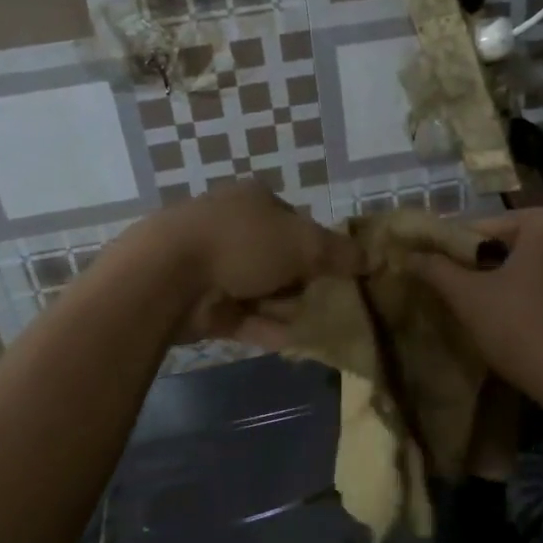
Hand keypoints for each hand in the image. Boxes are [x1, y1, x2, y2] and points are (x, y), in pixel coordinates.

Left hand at [126, 182, 364, 349]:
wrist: (168, 275)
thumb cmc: (243, 243)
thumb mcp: (304, 243)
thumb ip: (339, 253)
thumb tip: (373, 258)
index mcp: (254, 199)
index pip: (296, 221)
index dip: (318, 245)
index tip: (337, 271)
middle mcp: (233, 226)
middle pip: (278, 257)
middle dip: (302, 281)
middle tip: (330, 302)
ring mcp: (213, 265)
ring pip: (261, 289)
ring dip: (287, 307)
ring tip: (320, 327)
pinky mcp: (201, 302)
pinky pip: (243, 316)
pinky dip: (267, 327)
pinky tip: (294, 343)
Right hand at [408, 207, 542, 418]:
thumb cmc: (525, 329)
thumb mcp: (470, 298)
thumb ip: (437, 269)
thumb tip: (408, 253)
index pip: (482, 228)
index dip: (451, 251)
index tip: (431, 274)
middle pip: (509, 247)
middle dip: (480, 270)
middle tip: (452, 296)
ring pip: (531, 271)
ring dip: (505, 287)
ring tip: (477, 314)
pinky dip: (531, 302)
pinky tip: (514, 327)